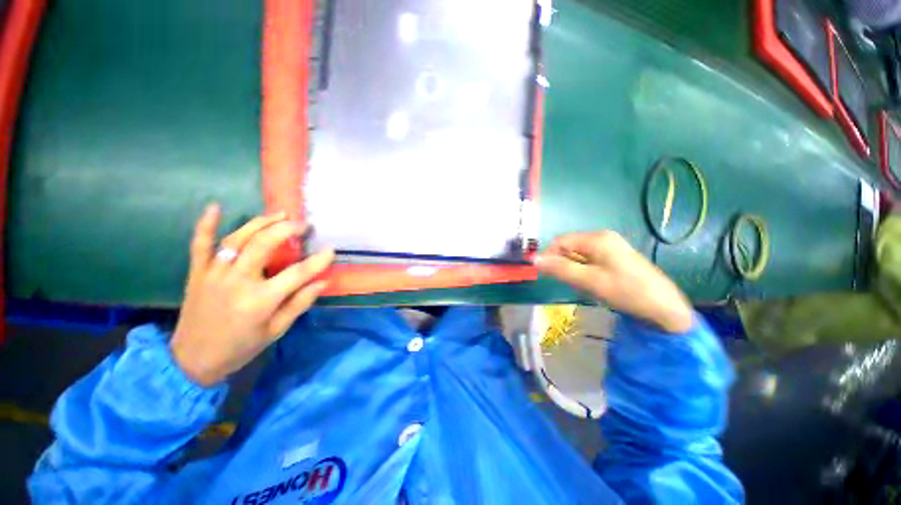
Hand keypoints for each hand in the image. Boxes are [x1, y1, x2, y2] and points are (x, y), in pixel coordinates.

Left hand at [170, 205, 334, 385]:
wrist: (193, 360)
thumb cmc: (241, 347)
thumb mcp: (277, 330)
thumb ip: (300, 303)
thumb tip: (323, 281)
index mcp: (261, 300)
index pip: (298, 273)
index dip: (318, 260)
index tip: (331, 250)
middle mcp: (237, 282)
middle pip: (264, 245)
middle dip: (287, 230)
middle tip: (303, 225)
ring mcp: (214, 275)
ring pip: (237, 239)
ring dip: (260, 222)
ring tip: (280, 214)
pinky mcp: (197, 273)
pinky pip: (199, 245)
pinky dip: (205, 224)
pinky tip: (215, 207)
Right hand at [534, 231, 692, 333]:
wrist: (665, 309)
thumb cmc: (627, 292)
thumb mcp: (589, 281)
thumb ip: (560, 268)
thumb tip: (534, 259)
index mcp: (596, 238)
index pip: (560, 242)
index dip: (550, 257)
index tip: (549, 276)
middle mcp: (602, 238)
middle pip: (569, 247)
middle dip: (565, 265)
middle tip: (575, 284)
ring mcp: (610, 247)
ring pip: (578, 256)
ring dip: (575, 271)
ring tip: (587, 286)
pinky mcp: (615, 258)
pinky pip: (589, 262)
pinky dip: (585, 273)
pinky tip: (595, 285)